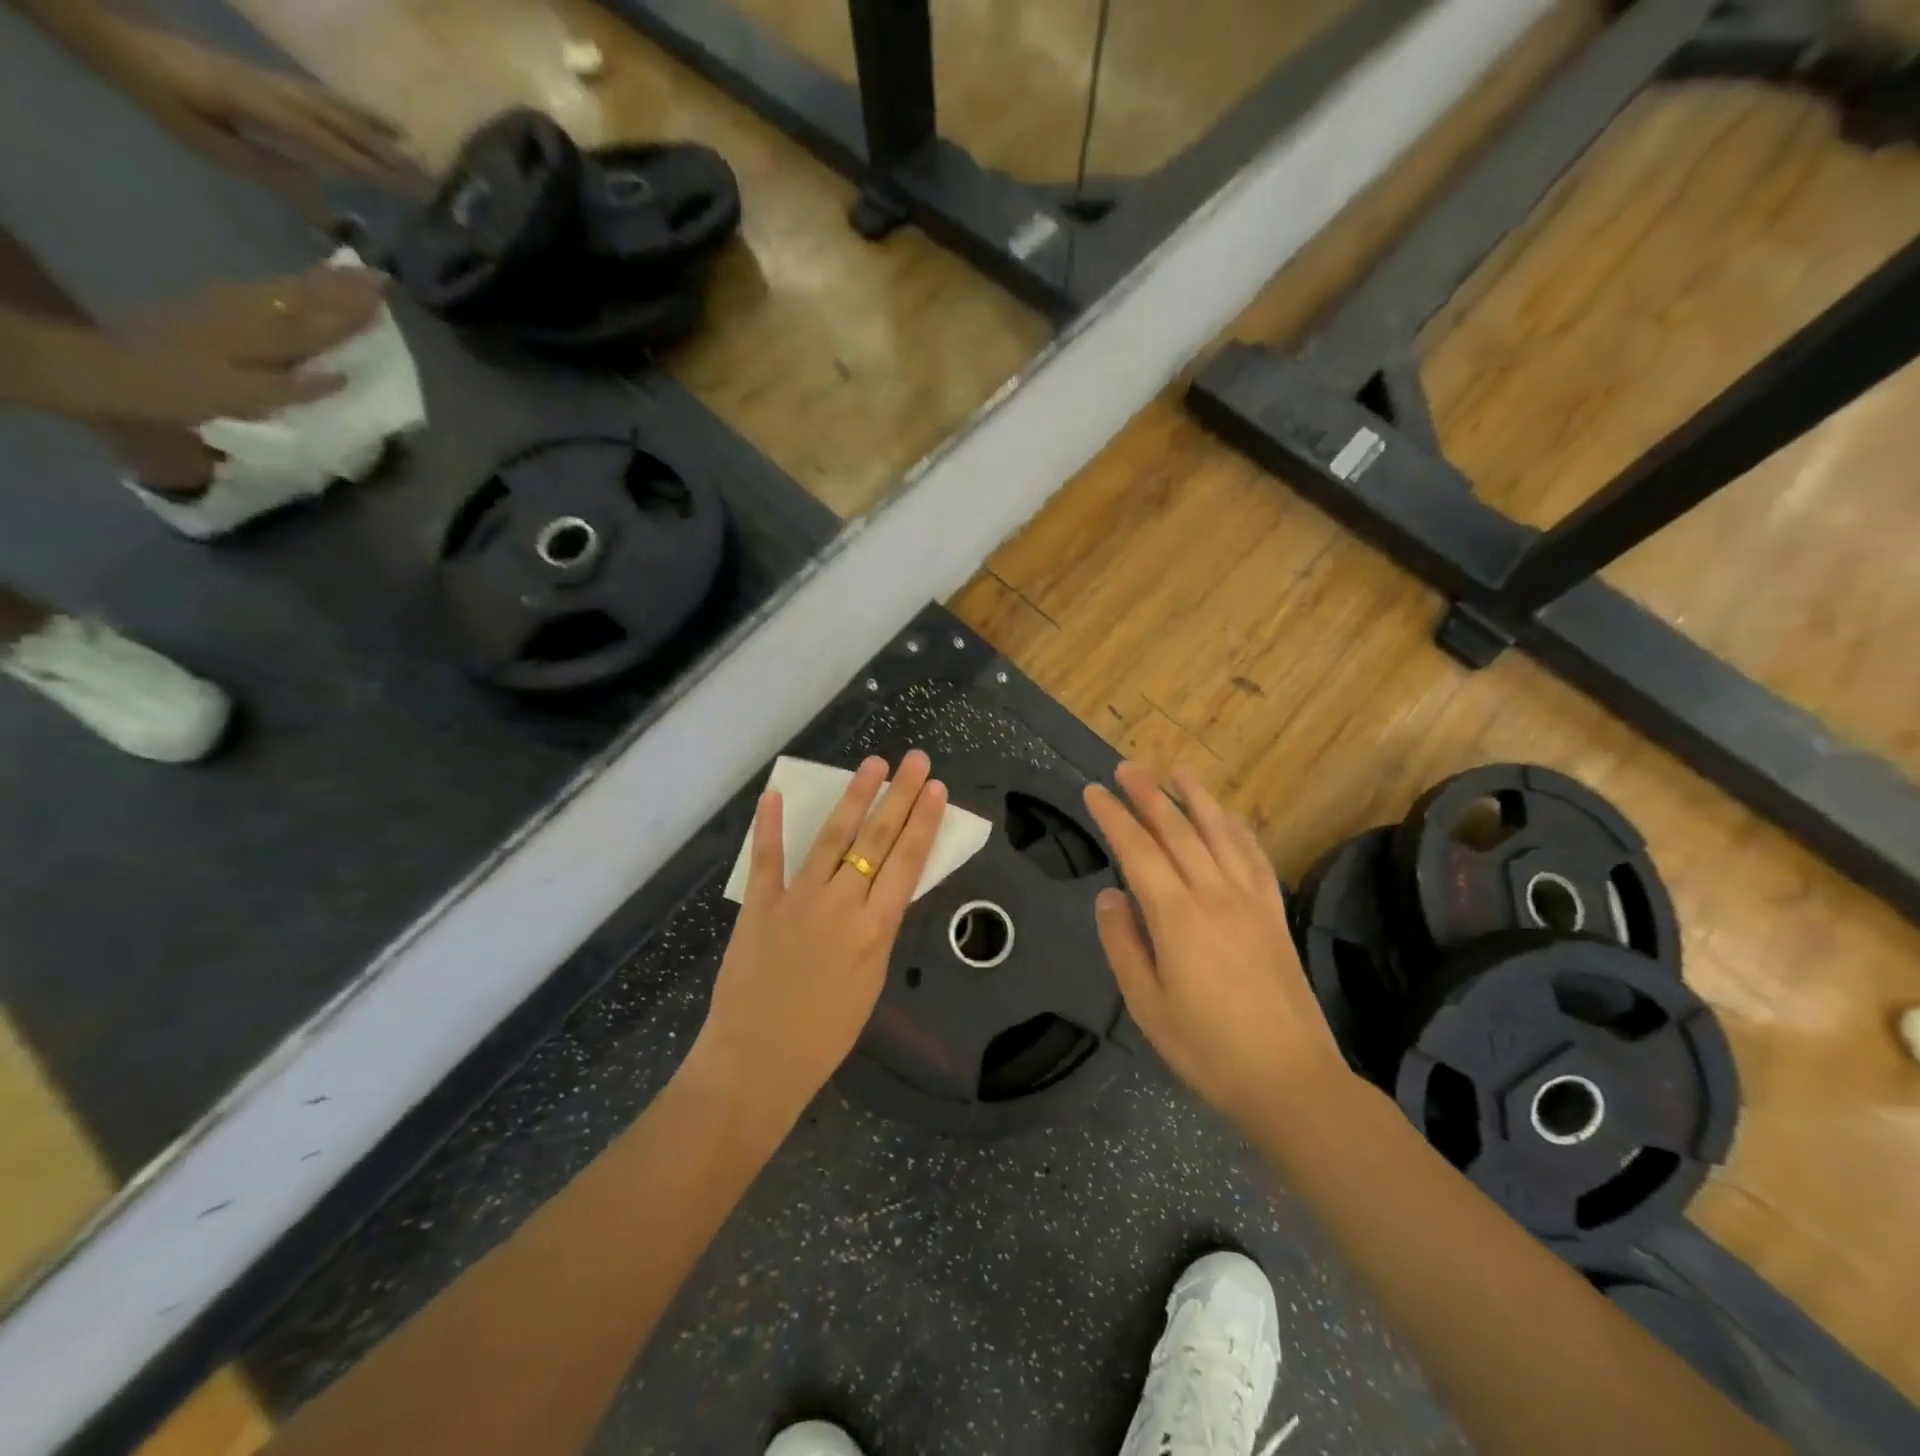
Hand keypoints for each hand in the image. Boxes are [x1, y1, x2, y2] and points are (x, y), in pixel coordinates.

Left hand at [102, 20, 408, 193]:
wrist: (120, 40)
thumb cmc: (161, 95)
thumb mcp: (205, 139)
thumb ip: (261, 163)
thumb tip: (315, 186)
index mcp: (259, 107)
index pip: (323, 142)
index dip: (363, 166)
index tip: (401, 189)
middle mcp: (275, 91)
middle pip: (338, 124)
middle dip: (381, 150)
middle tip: (421, 176)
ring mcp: (274, 81)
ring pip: (334, 106)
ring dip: (374, 127)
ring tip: (408, 144)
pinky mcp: (270, 79)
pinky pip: (320, 96)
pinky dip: (351, 109)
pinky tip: (369, 120)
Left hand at [141, 268, 386, 369]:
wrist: (117, 370)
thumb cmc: (184, 392)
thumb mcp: (240, 398)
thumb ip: (293, 388)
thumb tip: (343, 377)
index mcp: (263, 340)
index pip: (320, 324)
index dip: (354, 312)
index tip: (384, 295)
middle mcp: (253, 315)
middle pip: (306, 298)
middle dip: (343, 288)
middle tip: (379, 276)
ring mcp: (234, 306)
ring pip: (289, 290)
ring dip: (323, 281)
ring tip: (352, 272)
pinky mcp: (221, 306)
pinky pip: (270, 291)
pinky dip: (295, 284)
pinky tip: (307, 282)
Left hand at [692, 752, 948, 1113]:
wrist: (759, 1062)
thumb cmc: (824, 1035)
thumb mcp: (870, 981)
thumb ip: (877, 931)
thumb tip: (881, 893)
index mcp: (875, 928)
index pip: (907, 862)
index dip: (923, 822)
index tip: (935, 788)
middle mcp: (842, 903)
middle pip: (877, 839)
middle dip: (900, 796)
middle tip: (915, 760)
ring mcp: (798, 899)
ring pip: (832, 838)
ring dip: (854, 797)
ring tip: (872, 764)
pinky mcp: (759, 905)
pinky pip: (767, 859)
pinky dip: (770, 826)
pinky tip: (774, 795)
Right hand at [1083, 762, 1349, 1128]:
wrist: (1291, 1080)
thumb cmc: (1207, 1048)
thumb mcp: (1146, 1005)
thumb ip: (1123, 943)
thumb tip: (1109, 895)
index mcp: (1177, 916)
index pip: (1138, 850)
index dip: (1113, 817)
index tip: (1093, 792)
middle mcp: (1215, 894)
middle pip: (1177, 830)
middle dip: (1148, 794)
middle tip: (1126, 768)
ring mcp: (1250, 900)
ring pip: (1219, 833)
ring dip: (1195, 797)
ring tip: (1176, 770)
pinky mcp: (1275, 913)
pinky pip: (1256, 857)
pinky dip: (1239, 829)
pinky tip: (1229, 816)